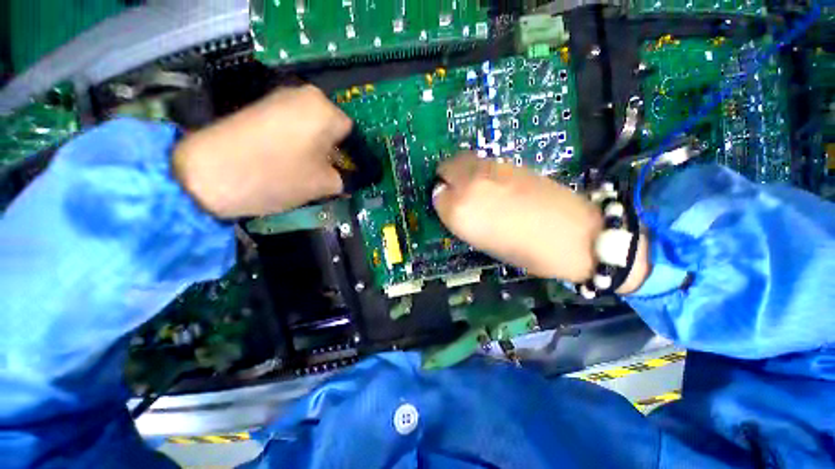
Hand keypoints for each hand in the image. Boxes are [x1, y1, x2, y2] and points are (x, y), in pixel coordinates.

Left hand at [173, 85, 350, 217]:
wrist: (207, 175)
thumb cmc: (277, 176)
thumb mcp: (324, 185)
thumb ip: (347, 180)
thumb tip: (351, 180)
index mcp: (325, 109)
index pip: (353, 135)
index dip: (354, 158)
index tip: (350, 176)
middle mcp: (303, 95)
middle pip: (332, 130)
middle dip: (335, 154)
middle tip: (330, 177)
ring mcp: (277, 99)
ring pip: (312, 129)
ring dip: (316, 151)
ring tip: (308, 172)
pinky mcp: (259, 108)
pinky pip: (292, 127)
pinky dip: (297, 145)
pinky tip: (288, 163)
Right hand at [432, 152, 603, 282]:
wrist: (574, 234)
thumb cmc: (524, 251)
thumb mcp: (483, 243)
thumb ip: (463, 220)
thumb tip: (454, 204)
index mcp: (461, 211)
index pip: (437, 195)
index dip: (442, 201)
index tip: (449, 207)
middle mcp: (470, 184)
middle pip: (446, 167)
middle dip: (446, 178)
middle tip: (454, 191)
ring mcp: (492, 169)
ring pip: (463, 159)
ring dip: (461, 171)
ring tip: (472, 187)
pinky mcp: (511, 163)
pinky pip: (482, 161)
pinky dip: (478, 169)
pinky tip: (491, 183)